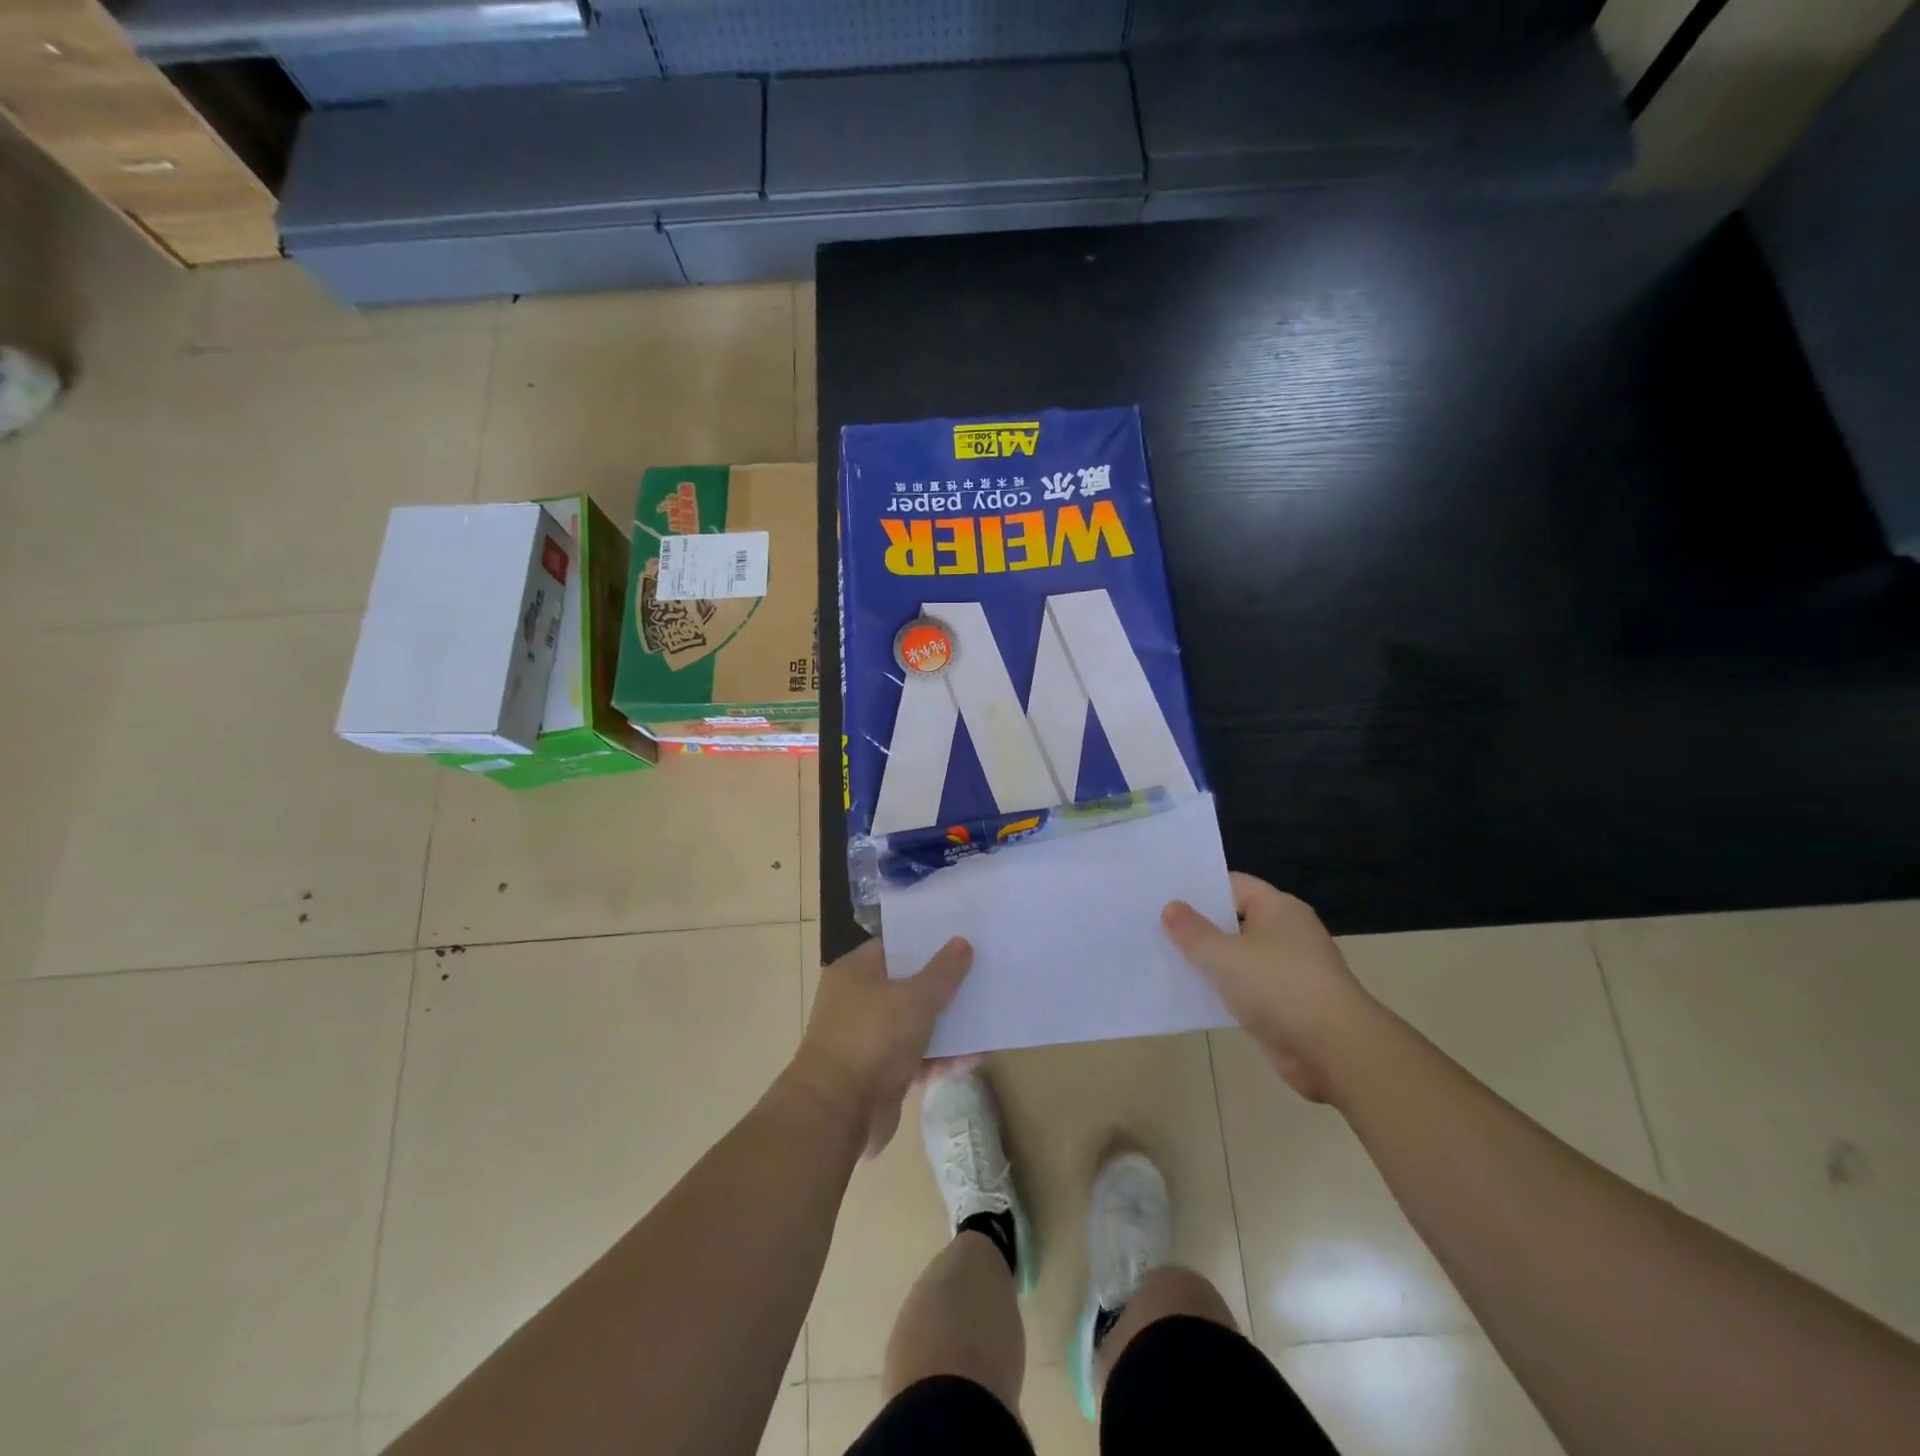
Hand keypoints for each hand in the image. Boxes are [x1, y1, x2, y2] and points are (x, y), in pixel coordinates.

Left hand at [787, 936, 972, 1157]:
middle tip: (981, 974)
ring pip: (913, 1024)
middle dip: (942, 985)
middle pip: (907, 985)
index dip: (926, 943)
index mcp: (856, 972)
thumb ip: (942, 972)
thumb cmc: (873, 1038)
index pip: (894, 947)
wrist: (837, 1113)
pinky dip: (941, 1058)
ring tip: (985, 1015)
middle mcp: (857, 1001)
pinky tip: (976, 1056)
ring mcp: (867, 1040)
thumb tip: (961, 942)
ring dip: (946, 1024)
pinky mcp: (879, 1075)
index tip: (960, 939)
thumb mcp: (915, 998)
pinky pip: (916, 1058)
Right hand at [1162, 873, 1379, 1101]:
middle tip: (1153, 924)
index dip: (1199, 889)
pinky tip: (1188, 992)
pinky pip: (1243, 989)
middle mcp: (1285, 934)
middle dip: (1197, 926)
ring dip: (1207, 961)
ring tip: (1161, 956)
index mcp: (1279, 909)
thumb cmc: (1280, 987)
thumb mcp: (1226, 955)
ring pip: (1236, 957)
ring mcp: (1286, 971)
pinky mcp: (1283, 1005)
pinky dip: (1220, 990)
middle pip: (1233, 921)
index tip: (1163, 895)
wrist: (1335, 1051)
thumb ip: (1194, 932)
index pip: (1233, 885)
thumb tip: (1170, 908)